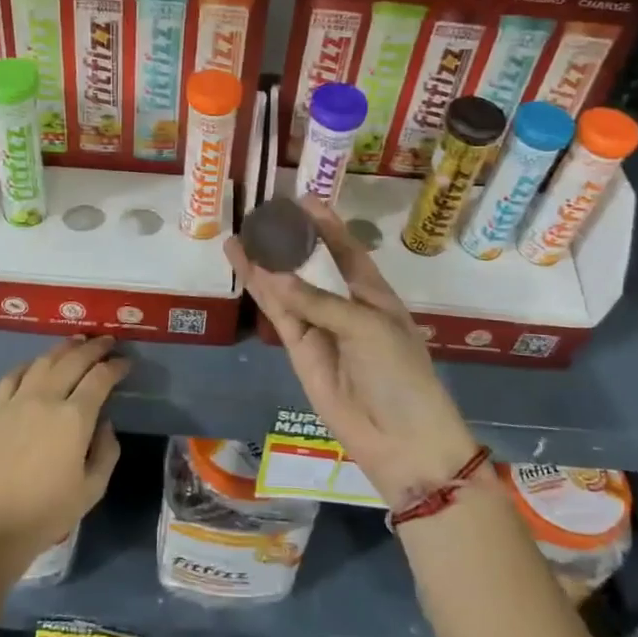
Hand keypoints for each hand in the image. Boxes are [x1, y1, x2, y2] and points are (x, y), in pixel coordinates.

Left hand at [0, 335, 125, 566]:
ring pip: (43, 361)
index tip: (126, 363)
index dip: (116, 367)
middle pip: (73, 360)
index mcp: (74, 418)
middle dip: (94, 348)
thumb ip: (106, 451)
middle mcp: (46, 399)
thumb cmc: (47, 513)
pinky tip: (35, 364)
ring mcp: (16, 401)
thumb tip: (104, 423)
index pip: (100, 378)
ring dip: (63, 348)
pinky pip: (12, 376)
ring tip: (77, 342)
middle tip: (107, 341)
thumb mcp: (92, 489)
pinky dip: (28, 364)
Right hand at [226, 197, 479, 508]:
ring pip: (287, 286)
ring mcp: (319, 326)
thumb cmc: (397, 372)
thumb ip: (317, 300)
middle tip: (259, 213)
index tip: (303, 198)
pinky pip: (278, 312)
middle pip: (311, 264)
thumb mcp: (365, 326)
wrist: (399, 438)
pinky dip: (261, 291)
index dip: (325, 224)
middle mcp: (344, 303)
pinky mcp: (299, 349)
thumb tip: (272, 276)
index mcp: (372, 291)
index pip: (346, 248)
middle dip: (287, 240)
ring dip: (264, 262)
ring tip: (239, 234)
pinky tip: (245, 266)